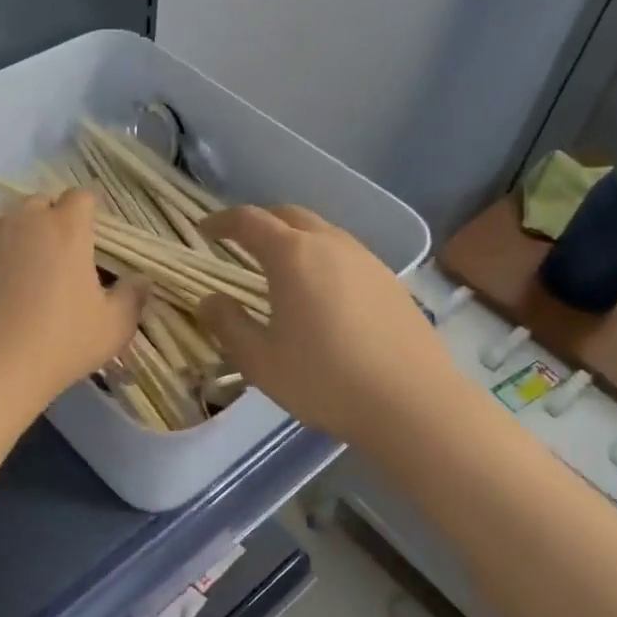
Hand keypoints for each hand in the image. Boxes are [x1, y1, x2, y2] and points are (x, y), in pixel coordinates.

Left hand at [0, 190, 144, 419]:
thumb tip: (142, 280)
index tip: (90, 240)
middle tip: (57, 259)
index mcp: (66, 228)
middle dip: (49, 222)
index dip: (87, 214)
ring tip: (18, 275)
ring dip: (14, 239)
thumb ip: (132, 297)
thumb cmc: (59, 344)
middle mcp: (22, 221)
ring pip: (3, 224)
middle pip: (39, 204)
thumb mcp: (112, 328)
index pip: (81, 197)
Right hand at [197, 206, 451, 447]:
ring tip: (281, 266)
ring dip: (295, 238)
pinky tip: (323, 291)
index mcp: (293, 255)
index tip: (205, 230)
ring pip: (322, 232)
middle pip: (289, 215)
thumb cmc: (325, 380)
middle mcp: (330, 244)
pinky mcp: (390, 281)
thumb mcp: (260, 361)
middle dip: (260, 221)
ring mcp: (367, 259)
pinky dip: (322, 257)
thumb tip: (208, 300)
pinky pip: (346, 254)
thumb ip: (228, 325)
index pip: (249, 221)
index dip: (222, 221)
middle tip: (241, 242)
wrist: (412, 402)